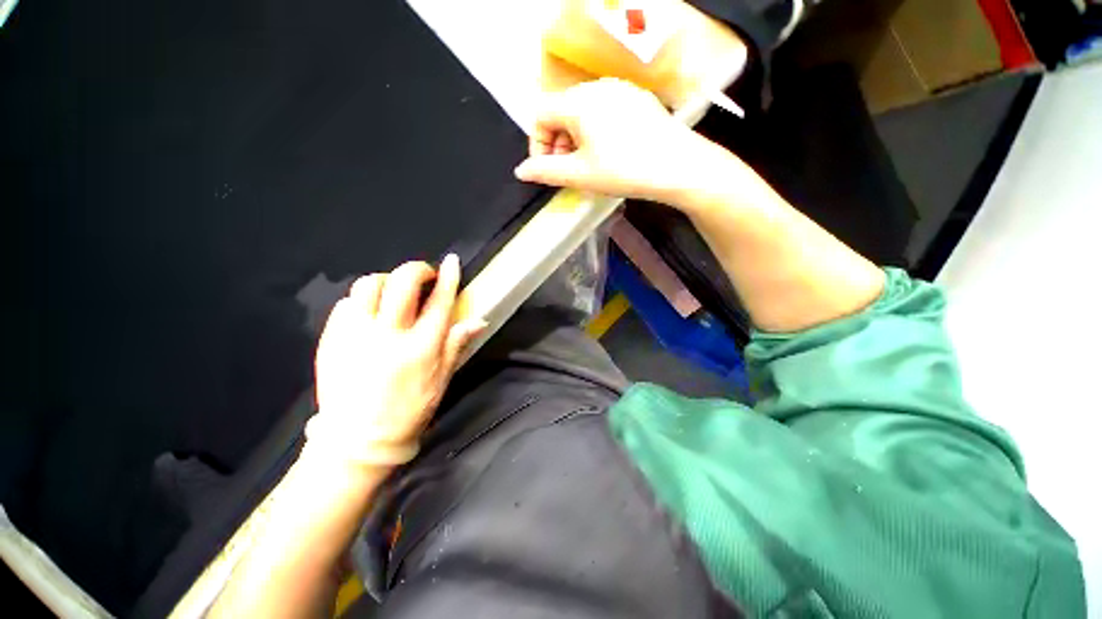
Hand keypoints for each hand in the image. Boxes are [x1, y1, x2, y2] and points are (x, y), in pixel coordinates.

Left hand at [308, 255, 485, 468]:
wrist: (357, 440)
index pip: (439, 301)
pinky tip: (371, 312)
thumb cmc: (408, 410)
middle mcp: (389, 335)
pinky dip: (363, 299)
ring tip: (394, 291)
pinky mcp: (332, 338)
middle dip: (417, 269)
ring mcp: (356, 334)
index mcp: (421, 347)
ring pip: (369, 285)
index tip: (452, 261)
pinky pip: (347, 303)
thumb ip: (456, 345)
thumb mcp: (441, 380)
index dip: (448, 277)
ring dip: (387, 280)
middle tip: (424, 275)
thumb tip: (478, 321)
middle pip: (403, 283)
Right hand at [513, 78, 729, 203]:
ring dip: (574, 140)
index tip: (547, 170)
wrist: (677, 166)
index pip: (540, 115)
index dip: (537, 144)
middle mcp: (596, 88)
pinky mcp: (636, 100)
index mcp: (578, 101)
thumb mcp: (579, 174)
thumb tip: (521, 171)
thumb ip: (545, 171)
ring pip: (582, 112)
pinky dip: (595, 133)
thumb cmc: (624, 170)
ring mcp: (619, 90)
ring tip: (587, 166)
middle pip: (561, 112)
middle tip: (567, 172)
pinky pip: (603, 112)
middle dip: (557, 144)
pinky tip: (608, 153)